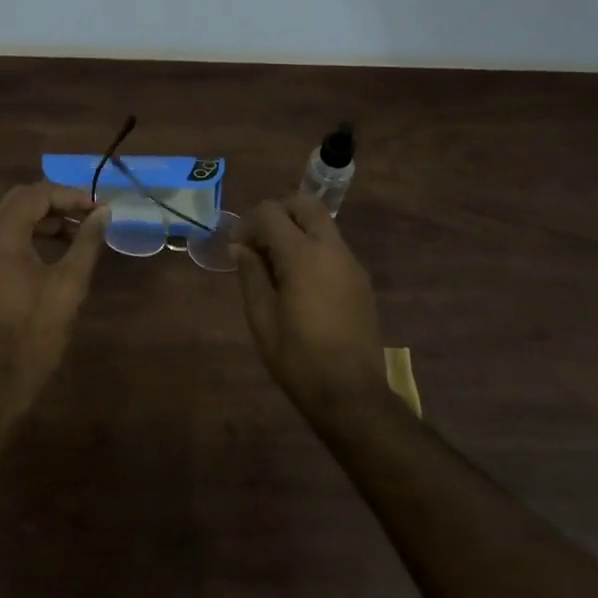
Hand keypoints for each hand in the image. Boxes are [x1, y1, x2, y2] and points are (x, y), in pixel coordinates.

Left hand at [0, 183, 109, 391]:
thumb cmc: (35, 333)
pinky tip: (50, 252)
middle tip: (88, 217)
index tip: (98, 209)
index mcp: (0, 237)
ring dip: (40, 219)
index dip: (70, 195)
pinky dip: (24, 236)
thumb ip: (87, 242)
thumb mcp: (68, 285)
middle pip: (18, 200)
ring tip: (75, 234)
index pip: (36, 194)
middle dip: (55, 203)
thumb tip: (104, 212)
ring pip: (7, 218)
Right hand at [235, 195, 387, 407]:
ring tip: (276, 264)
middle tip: (259, 241)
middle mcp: (331, 249)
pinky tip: (299, 281)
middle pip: (305, 204)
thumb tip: (240, 247)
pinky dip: (313, 248)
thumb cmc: (297, 357)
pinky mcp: (360, 280)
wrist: (350, 393)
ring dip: (297, 229)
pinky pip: (334, 247)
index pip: (271, 213)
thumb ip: (250, 274)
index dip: (248, 223)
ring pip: (323, 224)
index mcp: (303, 255)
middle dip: (278, 212)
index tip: (236, 246)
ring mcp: (351, 263)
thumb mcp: (261, 317)